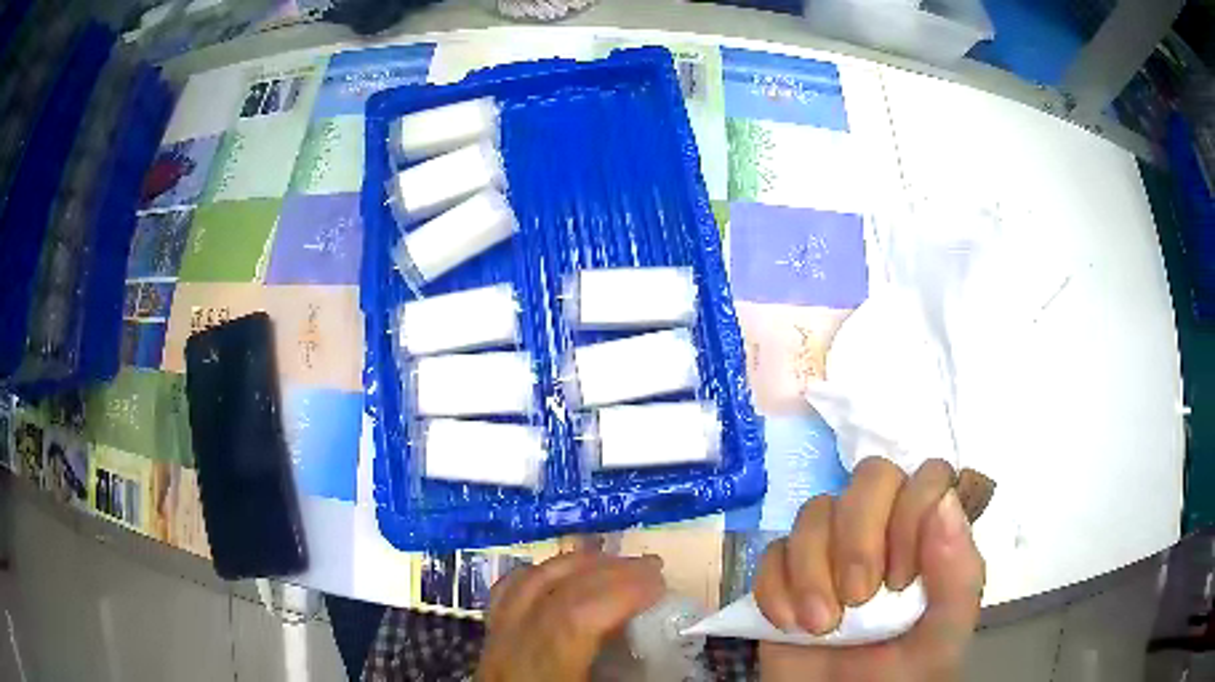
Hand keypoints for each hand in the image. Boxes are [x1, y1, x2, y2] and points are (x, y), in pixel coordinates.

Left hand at [477, 551, 664, 681]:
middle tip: (650, 568)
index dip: (618, 592)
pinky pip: (507, 596)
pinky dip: (539, 576)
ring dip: (572, 566)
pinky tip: (563, 576)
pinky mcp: (489, 643)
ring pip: (523, 586)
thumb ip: (638, 678)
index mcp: (540, 675)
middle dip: (605, 572)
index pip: (571, 618)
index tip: (660, 584)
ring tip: (613, 563)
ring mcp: (492, 645)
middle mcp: (508, 654)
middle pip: (548, 593)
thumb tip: (681, 664)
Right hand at [756, 458, 984, 681]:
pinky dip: (776, 590)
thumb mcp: (944, 634)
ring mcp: (830, 552)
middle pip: (869, 477)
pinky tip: (790, 626)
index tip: (902, 580)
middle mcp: (883, 532)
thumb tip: (943, 500)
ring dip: (813, 571)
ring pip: (814, 512)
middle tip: (860, 597)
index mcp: (929, 538)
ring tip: (822, 625)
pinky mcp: (785, 576)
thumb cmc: (902, 675)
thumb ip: (958, 574)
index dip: (912, 515)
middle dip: (860, 538)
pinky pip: (771, 553)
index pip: (926, 476)